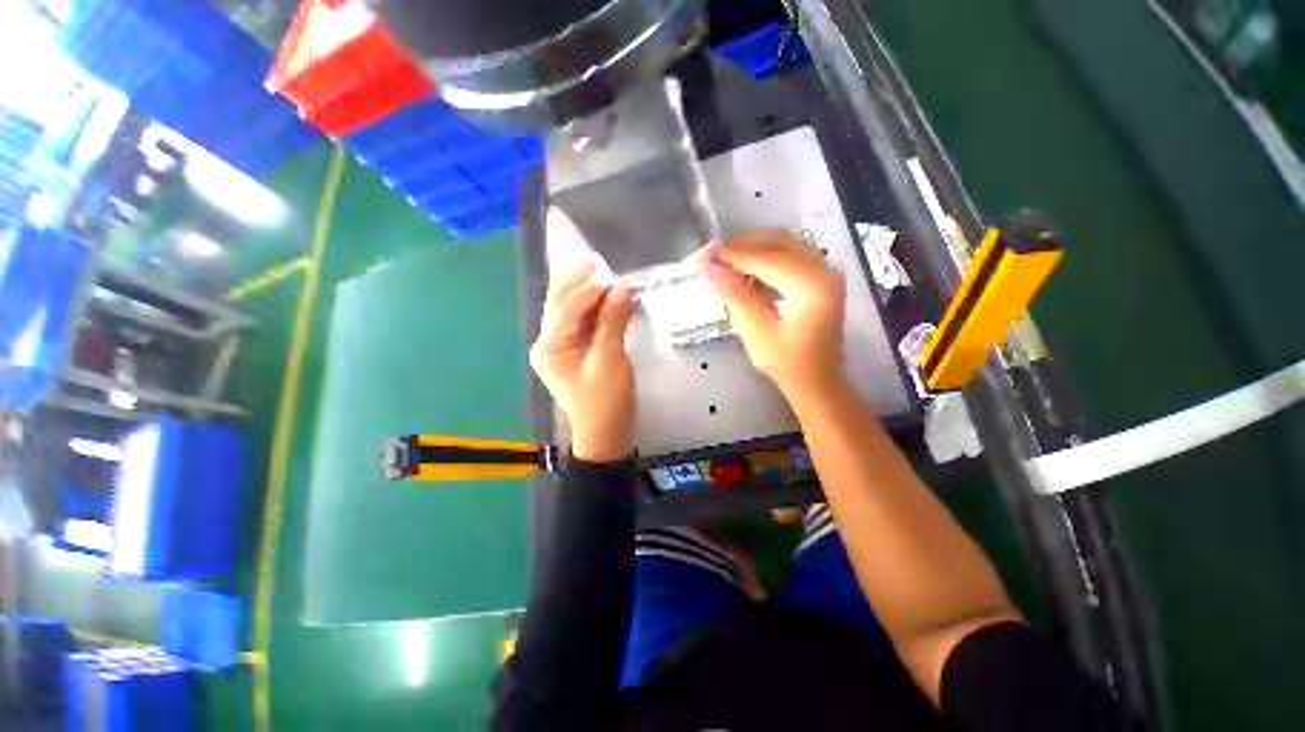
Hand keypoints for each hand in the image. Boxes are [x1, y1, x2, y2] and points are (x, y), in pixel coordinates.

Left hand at [530, 262, 636, 462]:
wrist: (607, 434)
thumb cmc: (605, 401)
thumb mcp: (610, 360)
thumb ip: (613, 322)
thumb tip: (622, 288)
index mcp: (549, 347)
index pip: (567, 308)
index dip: (590, 289)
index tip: (613, 274)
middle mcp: (549, 343)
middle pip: (561, 305)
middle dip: (579, 283)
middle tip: (598, 263)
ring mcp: (561, 348)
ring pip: (571, 311)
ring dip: (587, 293)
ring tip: (603, 274)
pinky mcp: (575, 352)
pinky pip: (582, 323)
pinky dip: (594, 309)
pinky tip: (607, 298)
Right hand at [705, 232, 846, 401]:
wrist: (818, 382)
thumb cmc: (788, 364)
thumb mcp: (757, 332)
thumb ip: (736, 296)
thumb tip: (712, 269)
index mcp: (813, 285)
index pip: (768, 259)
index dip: (735, 255)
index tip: (708, 253)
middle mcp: (825, 271)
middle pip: (780, 243)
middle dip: (746, 245)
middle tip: (717, 254)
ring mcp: (826, 274)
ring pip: (786, 246)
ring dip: (756, 250)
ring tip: (728, 262)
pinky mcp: (821, 281)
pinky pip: (792, 258)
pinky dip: (768, 260)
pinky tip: (748, 273)